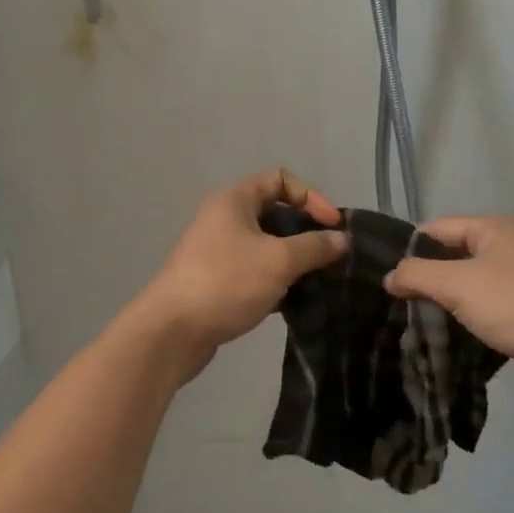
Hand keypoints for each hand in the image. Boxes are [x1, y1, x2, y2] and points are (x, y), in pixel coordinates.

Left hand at [132, 169, 347, 382]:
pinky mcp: (217, 282)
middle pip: (274, 213)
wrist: (171, 332)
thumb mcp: (278, 260)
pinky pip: (255, 272)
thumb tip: (342, 239)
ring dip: (293, 260)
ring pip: (265, 246)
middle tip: (330, 255)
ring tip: (318, 280)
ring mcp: (218, 252)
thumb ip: (314, 247)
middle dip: (305, 231)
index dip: (311, 197)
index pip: (280, 179)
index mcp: (234, 201)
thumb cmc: (226, 282)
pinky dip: (276, 282)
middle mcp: (224, 219)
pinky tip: (295, 302)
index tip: (332, 225)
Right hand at [384, 216, 513, 398]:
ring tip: (420, 320)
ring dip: (448, 300)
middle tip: (399, 302)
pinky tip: (453, 334)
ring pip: (470, 282)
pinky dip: (470, 315)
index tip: (386, 277)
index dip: (410, 249)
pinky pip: (488, 303)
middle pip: (454, 254)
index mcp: (494, 228)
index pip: (438, 228)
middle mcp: (509, 245)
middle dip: (428, 277)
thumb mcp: (458, 285)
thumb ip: (418, 275)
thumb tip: (390, 276)